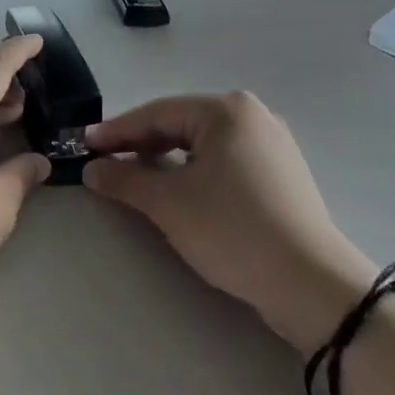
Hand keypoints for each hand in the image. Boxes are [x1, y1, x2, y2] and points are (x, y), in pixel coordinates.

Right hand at [84, 92, 376, 352]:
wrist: (311, 284)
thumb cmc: (233, 230)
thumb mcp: (169, 204)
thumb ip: (125, 179)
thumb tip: (91, 168)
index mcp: (226, 110)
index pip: (157, 114)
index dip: (116, 131)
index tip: (84, 144)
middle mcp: (252, 115)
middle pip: (181, 124)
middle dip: (141, 144)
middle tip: (105, 161)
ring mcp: (271, 143)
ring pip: (203, 144)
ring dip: (167, 159)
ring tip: (136, 176)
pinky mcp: (281, 173)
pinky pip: (225, 161)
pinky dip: (195, 171)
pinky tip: (179, 190)